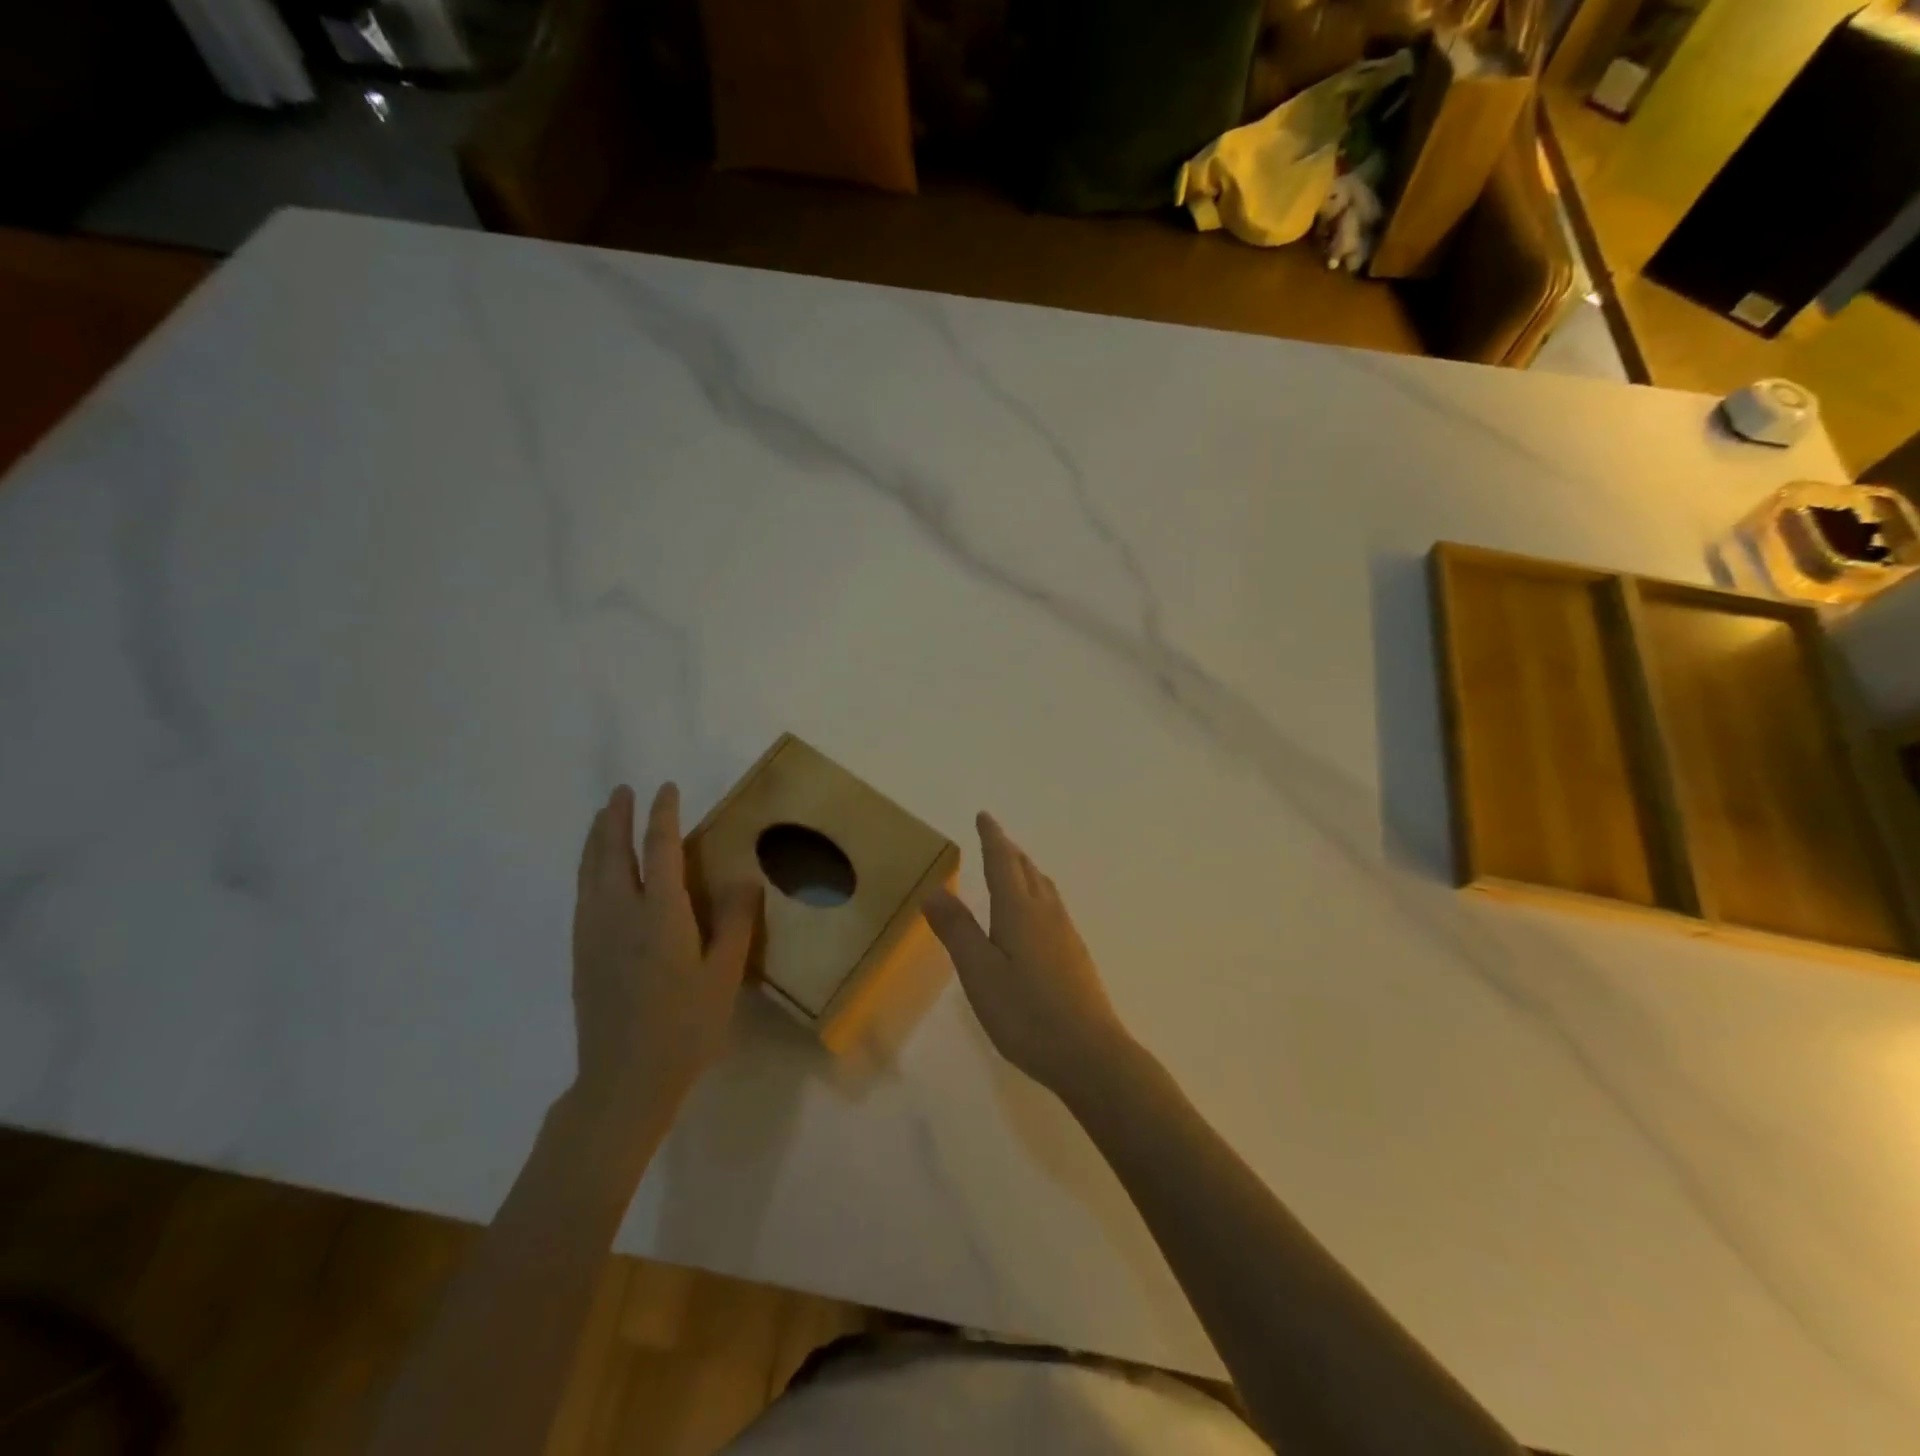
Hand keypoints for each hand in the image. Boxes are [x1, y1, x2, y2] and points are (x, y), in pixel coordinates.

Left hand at [571, 783, 761, 1121]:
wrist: (623, 1079)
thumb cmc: (684, 1027)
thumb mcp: (725, 975)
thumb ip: (736, 922)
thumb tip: (745, 877)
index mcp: (660, 913)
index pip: (659, 849)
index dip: (663, 815)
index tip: (667, 789)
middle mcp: (620, 913)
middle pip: (612, 851)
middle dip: (617, 817)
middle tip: (622, 791)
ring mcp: (594, 933)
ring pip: (590, 871)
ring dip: (597, 838)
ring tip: (603, 818)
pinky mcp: (581, 953)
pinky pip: (582, 893)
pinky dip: (588, 867)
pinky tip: (594, 872)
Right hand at [923, 812, 1129, 1096]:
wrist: (1090, 1053)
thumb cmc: (1026, 1013)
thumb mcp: (979, 973)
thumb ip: (957, 930)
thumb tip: (934, 889)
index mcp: (1019, 910)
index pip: (1003, 861)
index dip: (992, 837)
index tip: (984, 816)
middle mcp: (1046, 913)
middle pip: (1027, 870)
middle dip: (1009, 850)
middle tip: (994, 838)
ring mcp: (1066, 934)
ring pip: (1043, 888)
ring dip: (1025, 870)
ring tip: (1013, 869)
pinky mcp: (1075, 955)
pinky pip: (1052, 907)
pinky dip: (1036, 894)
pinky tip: (1034, 917)